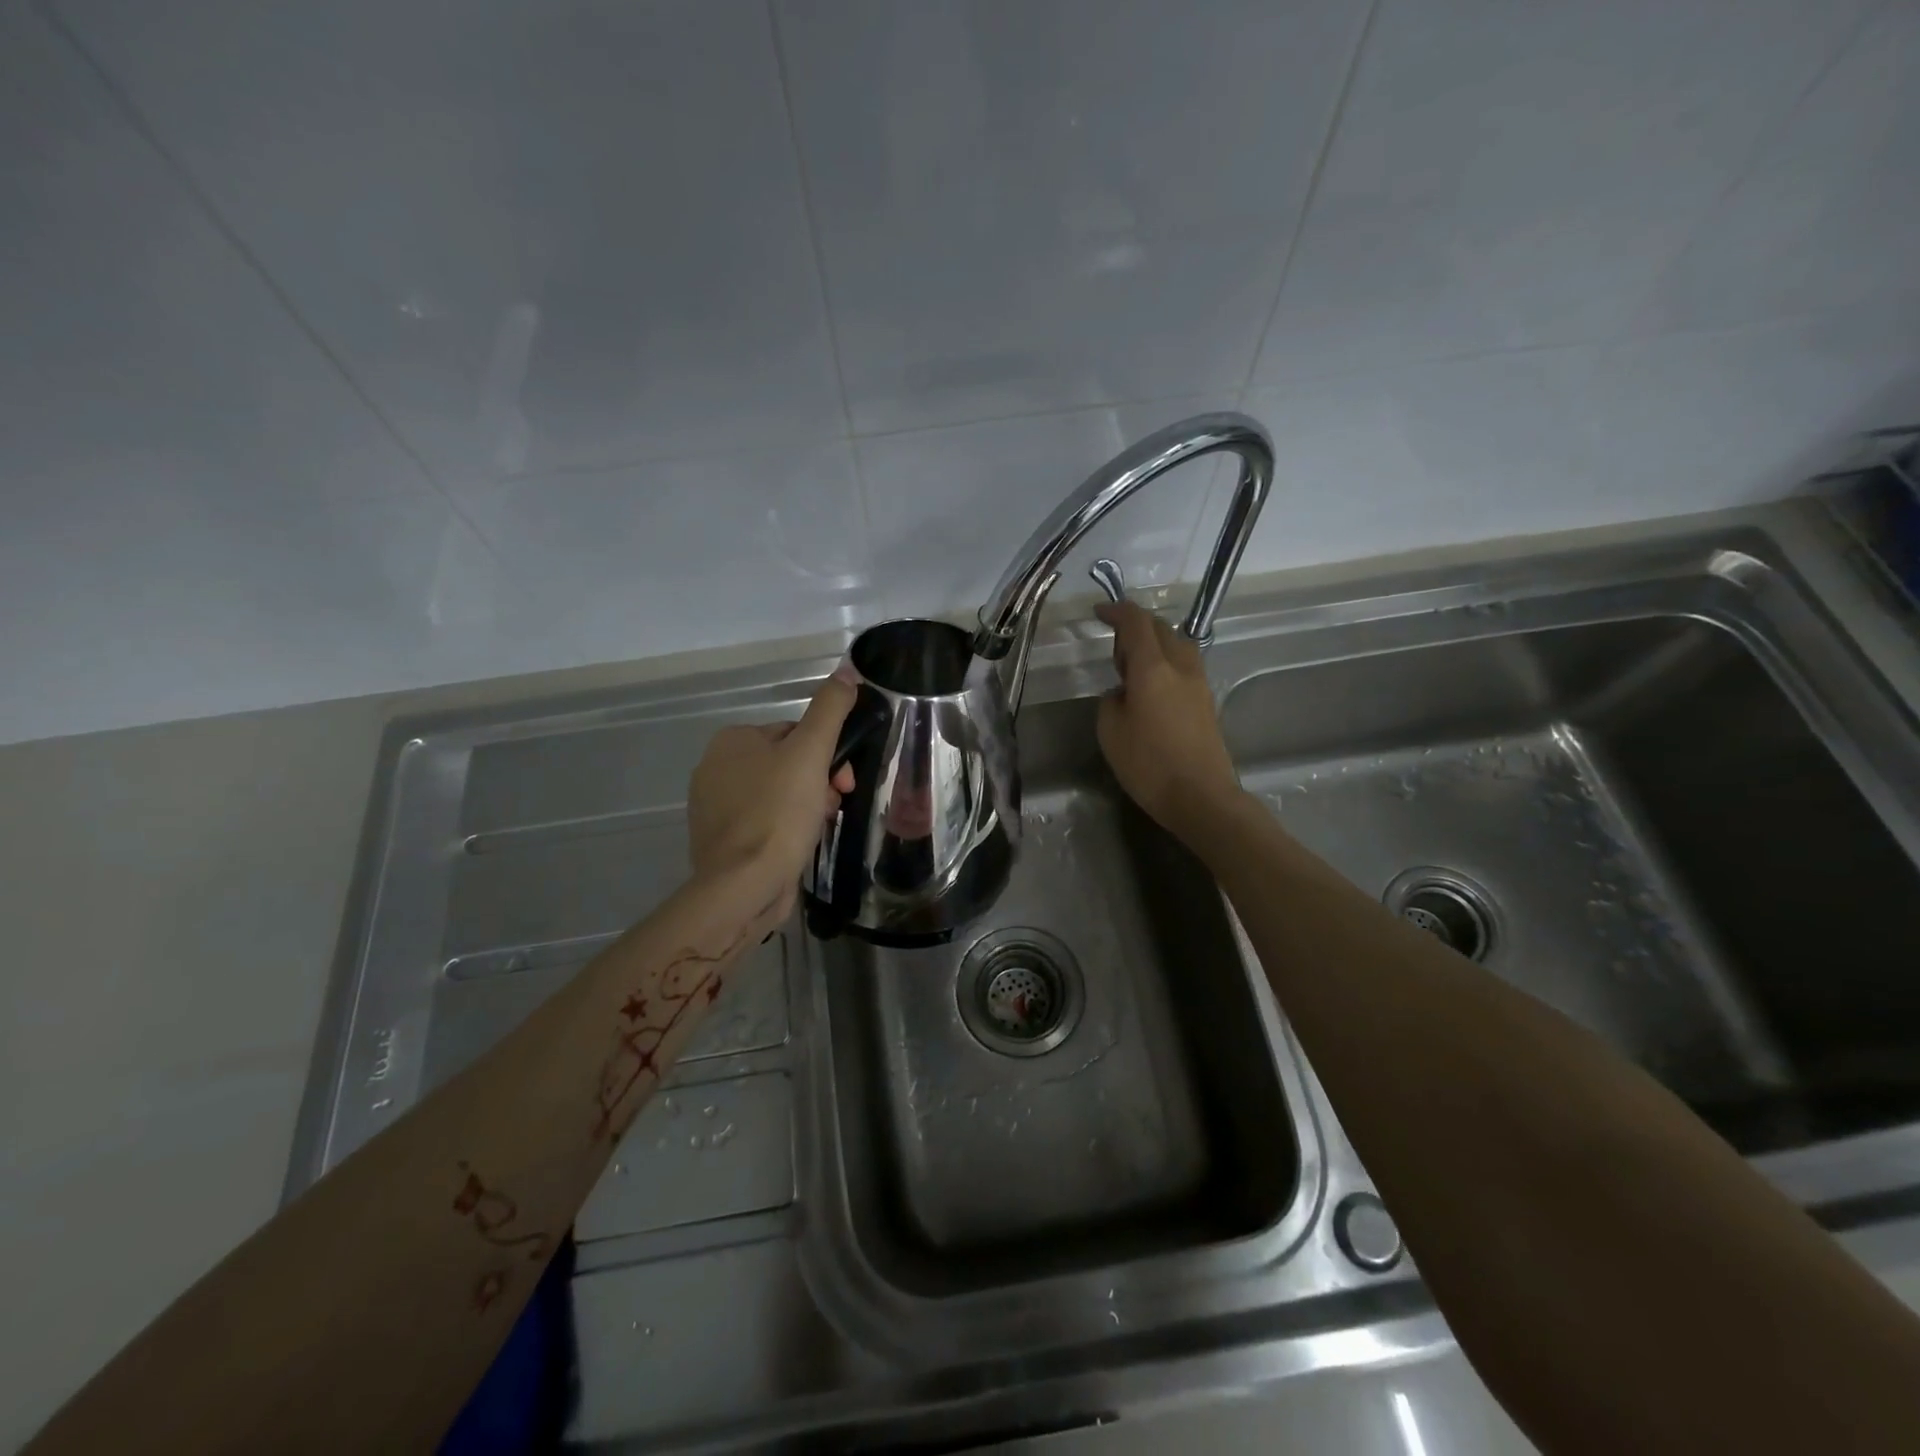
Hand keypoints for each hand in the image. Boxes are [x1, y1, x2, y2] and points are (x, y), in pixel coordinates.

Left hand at [688, 666, 857, 912]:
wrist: (743, 886)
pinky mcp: (723, 840)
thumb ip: (829, 710)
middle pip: (788, 763)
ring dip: (808, 805)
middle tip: (835, 804)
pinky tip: (799, 844)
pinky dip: (787, 828)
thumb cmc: (778, 813)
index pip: (795, 733)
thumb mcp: (811, 753)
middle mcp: (716, 768)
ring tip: (818, 826)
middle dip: (819, 782)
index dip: (826, 754)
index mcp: (732, 740)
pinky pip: (766, 821)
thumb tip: (847, 672)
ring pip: (780, 794)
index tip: (844, 780)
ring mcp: (715, 806)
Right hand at [1095, 600, 1240, 840]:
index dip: (1116, 611)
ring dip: (1154, 645)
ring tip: (1133, 670)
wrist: (1201, 797)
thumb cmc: (1149, 765)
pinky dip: (1165, 663)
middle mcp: (1180, 666)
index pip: (1136, 622)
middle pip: (1160, 628)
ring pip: (1177, 645)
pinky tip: (1152, 690)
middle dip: (1135, 627)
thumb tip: (1122, 691)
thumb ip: (1111, 701)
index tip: (1099, 612)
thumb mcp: (1110, 732)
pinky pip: (1184, 666)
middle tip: (1114, 651)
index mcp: (1153, 668)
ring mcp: (1199, 683)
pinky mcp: (1206, 701)